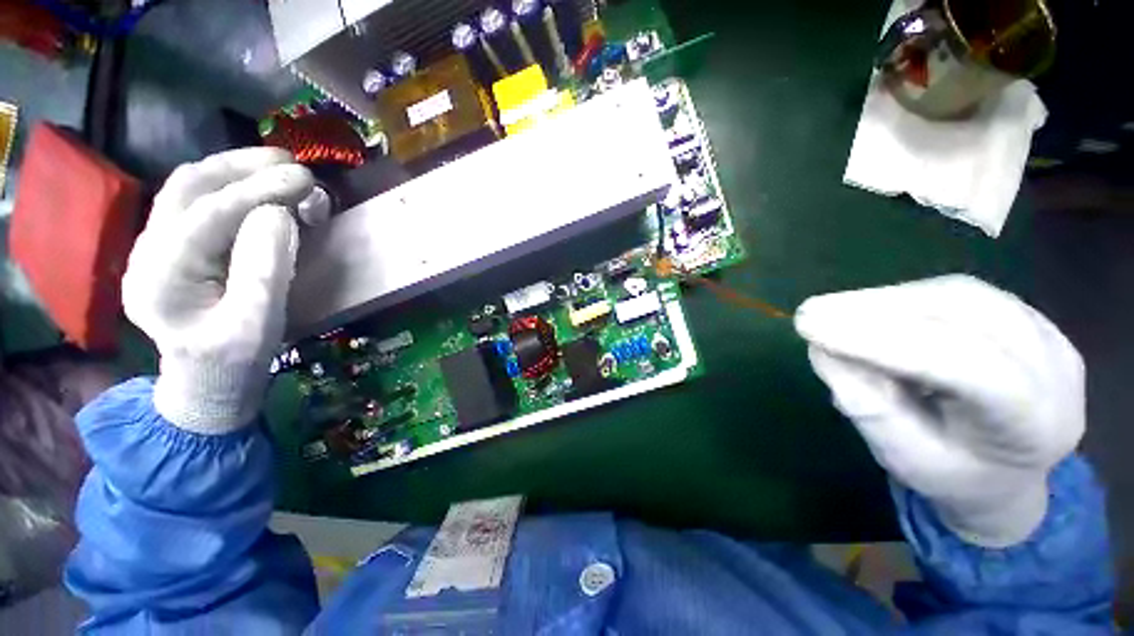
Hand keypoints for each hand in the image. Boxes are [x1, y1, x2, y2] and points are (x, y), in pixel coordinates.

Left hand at [123, 148, 317, 433]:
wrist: (205, 383)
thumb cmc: (234, 362)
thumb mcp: (258, 326)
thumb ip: (266, 270)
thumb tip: (280, 214)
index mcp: (160, 277)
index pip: (209, 214)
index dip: (259, 190)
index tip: (306, 178)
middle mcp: (146, 251)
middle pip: (188, 187)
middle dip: (242, 166)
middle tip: (291, 163)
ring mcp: (154, 246)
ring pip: (188, 187)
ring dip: (234, 169)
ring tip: (278, 166)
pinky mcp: (171, 247)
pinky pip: (195, 202)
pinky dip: (229, 185)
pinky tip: (257, 186)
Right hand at [794, 275, 1084, 546]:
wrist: (1007, 469)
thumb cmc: (953, 474)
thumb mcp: (905, 458)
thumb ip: (868, 406)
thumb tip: (823, 349)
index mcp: (1036, 426)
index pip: (970, 369)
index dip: (886, 342)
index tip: (811, 327)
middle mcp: (1056, 369)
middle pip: (967, 317)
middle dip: (878, 311)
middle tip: (812, 313)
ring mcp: (1047, 333)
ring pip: (959, 295)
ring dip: (885, 300)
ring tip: (832, 312)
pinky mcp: (1025, 314)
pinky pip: (958, 293)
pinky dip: (903, 297)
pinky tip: (870, 311)